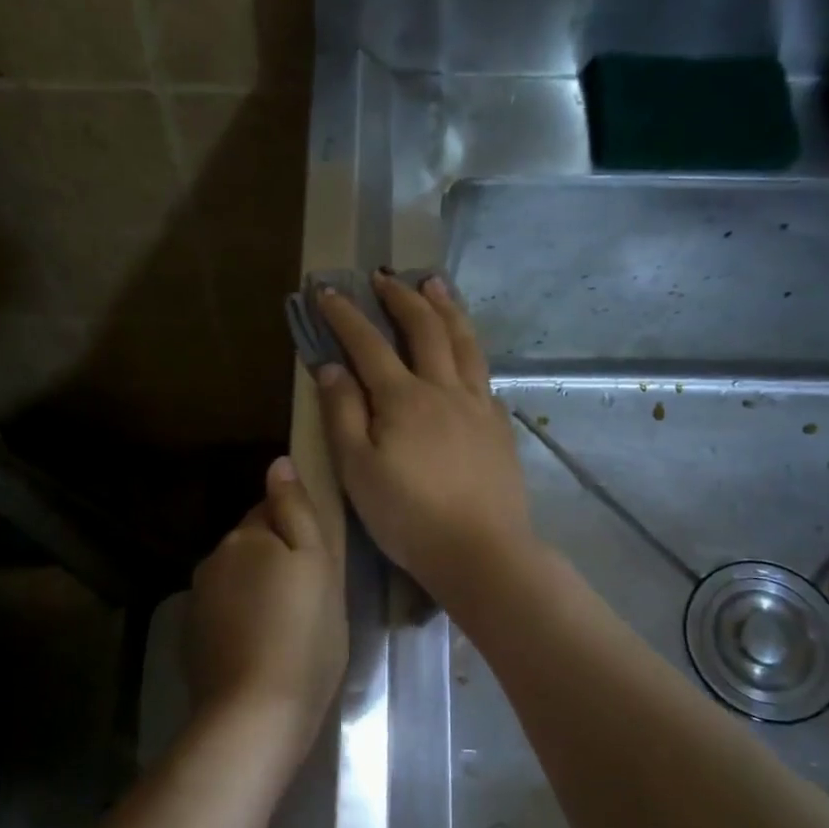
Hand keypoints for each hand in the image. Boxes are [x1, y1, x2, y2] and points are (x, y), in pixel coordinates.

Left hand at [186, 458, 346, 757]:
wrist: (255, 712)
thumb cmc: (303, 635)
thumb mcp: (318, 565)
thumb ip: (297, 511)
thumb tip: (278, 463)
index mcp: (245, 537)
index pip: (270, 511)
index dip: (296, 530)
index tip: (317, 560)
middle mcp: (213, 560)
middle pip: (250, 546)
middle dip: (275, 560)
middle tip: (309, 598)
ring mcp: (198, 601)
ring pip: (236, 580)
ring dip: (257, 591)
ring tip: (288, 628)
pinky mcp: (192, 638)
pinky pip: (224, 613)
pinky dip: (242, 621)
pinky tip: (262, 648)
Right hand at [315, 272, 534, 601]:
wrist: (481, 550)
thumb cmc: (408, 516)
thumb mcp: (357, 470)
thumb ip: (342, 414)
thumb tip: (331, 367)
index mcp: (403, 399)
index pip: (368, 344)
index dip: (346, 315)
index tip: (327, 290)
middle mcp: (444, 389)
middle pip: (425, 329)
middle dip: (402, 298)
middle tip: (386, 277)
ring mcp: (479, 406)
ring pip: (465, 343)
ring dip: (447, 309)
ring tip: (436, 285)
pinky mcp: (500, 428)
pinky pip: (485, 377)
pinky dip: (471, 354)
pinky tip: (468, 357)